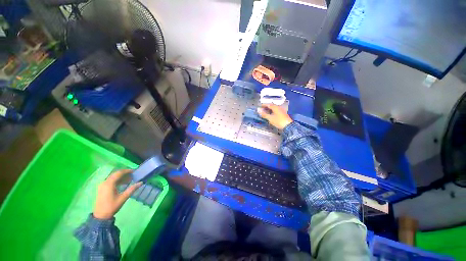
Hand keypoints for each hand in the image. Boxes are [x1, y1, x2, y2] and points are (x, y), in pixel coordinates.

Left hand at [93, 169, 142, 219]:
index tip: (134, 171)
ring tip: (129, 180)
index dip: (127, 171)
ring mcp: (102, 185)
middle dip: (125, 174)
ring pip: (113, 177)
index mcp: (109, 183)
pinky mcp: (102, 188)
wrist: (101, 216)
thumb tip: (141, 182)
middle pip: (116, 174)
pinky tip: (123, 184)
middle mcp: (105, 182)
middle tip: (133, 175)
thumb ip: (132, 189)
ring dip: (121, 177)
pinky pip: (110, 181)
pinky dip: (117, 180)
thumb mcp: (123, 198)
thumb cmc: (112, 206)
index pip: (119, 173)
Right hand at [257, 104, 292, 129]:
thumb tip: (258, 110)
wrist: (288, 126)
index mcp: (275, 107)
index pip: (268, 104)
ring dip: (269, 109)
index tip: (259, 106)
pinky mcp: (283, 113)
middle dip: (266, 107)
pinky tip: (271, 114)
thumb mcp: (270, 118)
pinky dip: (272, 111)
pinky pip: (276, 110)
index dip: (263, 105)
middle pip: (271, 105)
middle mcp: (279, 107)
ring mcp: (281, 110)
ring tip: (265, 112)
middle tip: (262, 109)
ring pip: (274, 108)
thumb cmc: (278, 121)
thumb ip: (264, 114)